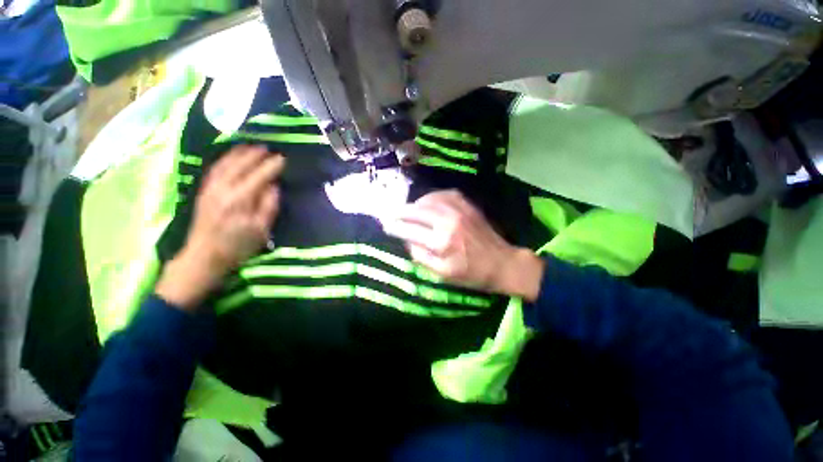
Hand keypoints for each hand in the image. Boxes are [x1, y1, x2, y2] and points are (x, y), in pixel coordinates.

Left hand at [156, 145, 285, 309]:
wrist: (204, 256)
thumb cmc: (237, 246)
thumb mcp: (261, 230)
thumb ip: (269, 206)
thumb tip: (274, 186)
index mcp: (240, 200)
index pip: (259, 176)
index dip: (272, 166)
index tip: (283, 158)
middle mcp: (223, 189)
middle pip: (240, 165)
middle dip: (255, 155)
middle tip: (269, 148)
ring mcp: (210, 189)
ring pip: (225, 164)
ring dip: (238, 153)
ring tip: (251, 146)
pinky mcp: (203, 192)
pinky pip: (214, 169)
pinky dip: (224, 159)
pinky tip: (230, 157)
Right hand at [384, 190, 544, 301]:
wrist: (502, 263)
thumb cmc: (471, 273)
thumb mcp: (443, 274)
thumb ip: (421, 257)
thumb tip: (407, 240)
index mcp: (441, 242)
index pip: (410, 230)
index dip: (395, 227)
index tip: (386, 226)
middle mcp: (448, 221)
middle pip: (416, 211)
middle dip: (400, 212)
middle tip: (391, 215)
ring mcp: (459, 210)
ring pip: (429, 199)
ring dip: (414, 204)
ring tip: (408, 210)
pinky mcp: (467, 205)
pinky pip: (444, 194)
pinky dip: (431, 197)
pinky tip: (427, 202)